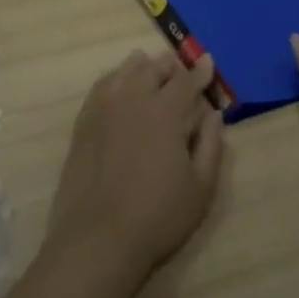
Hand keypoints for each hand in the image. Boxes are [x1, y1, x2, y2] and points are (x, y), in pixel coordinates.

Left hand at [46, 50, 225, 279]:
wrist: (98, 236)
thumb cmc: (158, 215)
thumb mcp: (200, 187)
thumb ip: (211, 144)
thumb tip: (213, 113)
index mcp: (166, 112)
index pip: (187, 81)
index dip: (200, 71)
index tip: (208, 61)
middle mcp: (134, 99)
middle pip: (154, 69)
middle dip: (171, 66)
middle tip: (180, 67)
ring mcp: (105, 107)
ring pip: (126, 71)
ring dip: (142, 66)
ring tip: (149, 65)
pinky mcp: (84, 120)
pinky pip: (102, 85)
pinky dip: (115, 77)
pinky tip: (118, 82)